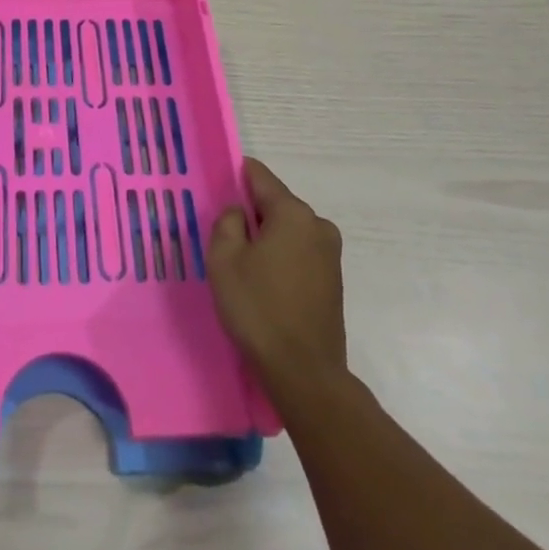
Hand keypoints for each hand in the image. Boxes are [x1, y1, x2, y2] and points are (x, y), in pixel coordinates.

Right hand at [209, 158, 347, 401]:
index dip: (235, 176)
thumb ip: (227, 221)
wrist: (304, 373)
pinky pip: (299, 253)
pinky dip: (280, 258)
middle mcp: (318, 225)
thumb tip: (238, 211)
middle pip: (276, 204)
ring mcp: (330, 254)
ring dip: (266, 239)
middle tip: (223, 236)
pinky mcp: (332, 280)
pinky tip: (263, 283)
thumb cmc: (258, 308)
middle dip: (250, 213)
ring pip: (288, 230)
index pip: (260, 176)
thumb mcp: (224, 259)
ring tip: (241, 265)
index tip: (216, 188)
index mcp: (293, 213)